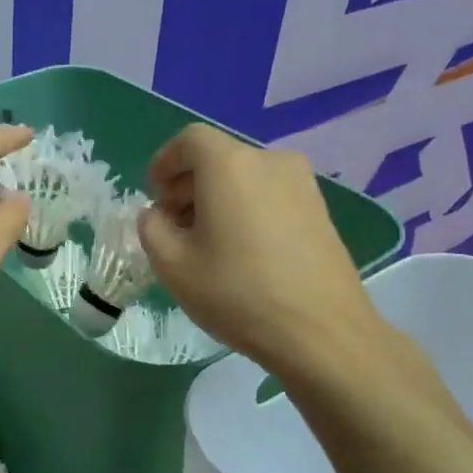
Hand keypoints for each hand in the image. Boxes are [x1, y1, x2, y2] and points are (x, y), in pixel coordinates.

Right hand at [138, 125, 391, 378]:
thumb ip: (152, 228)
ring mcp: (302, 184)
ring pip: (245, 178)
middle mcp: (270, 161)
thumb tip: (159, 215)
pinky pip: (270, 196)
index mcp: (230, 165)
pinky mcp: (320, 210)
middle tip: (173, 226)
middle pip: (218, 158)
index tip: (153, 196)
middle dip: (188, 185)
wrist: (321, 332)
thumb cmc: (237, 293)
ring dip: (217, 200)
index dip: (164, 163)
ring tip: (206, 244)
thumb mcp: (172, 265)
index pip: (189, 140)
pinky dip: (247, 210)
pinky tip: (241, 253)